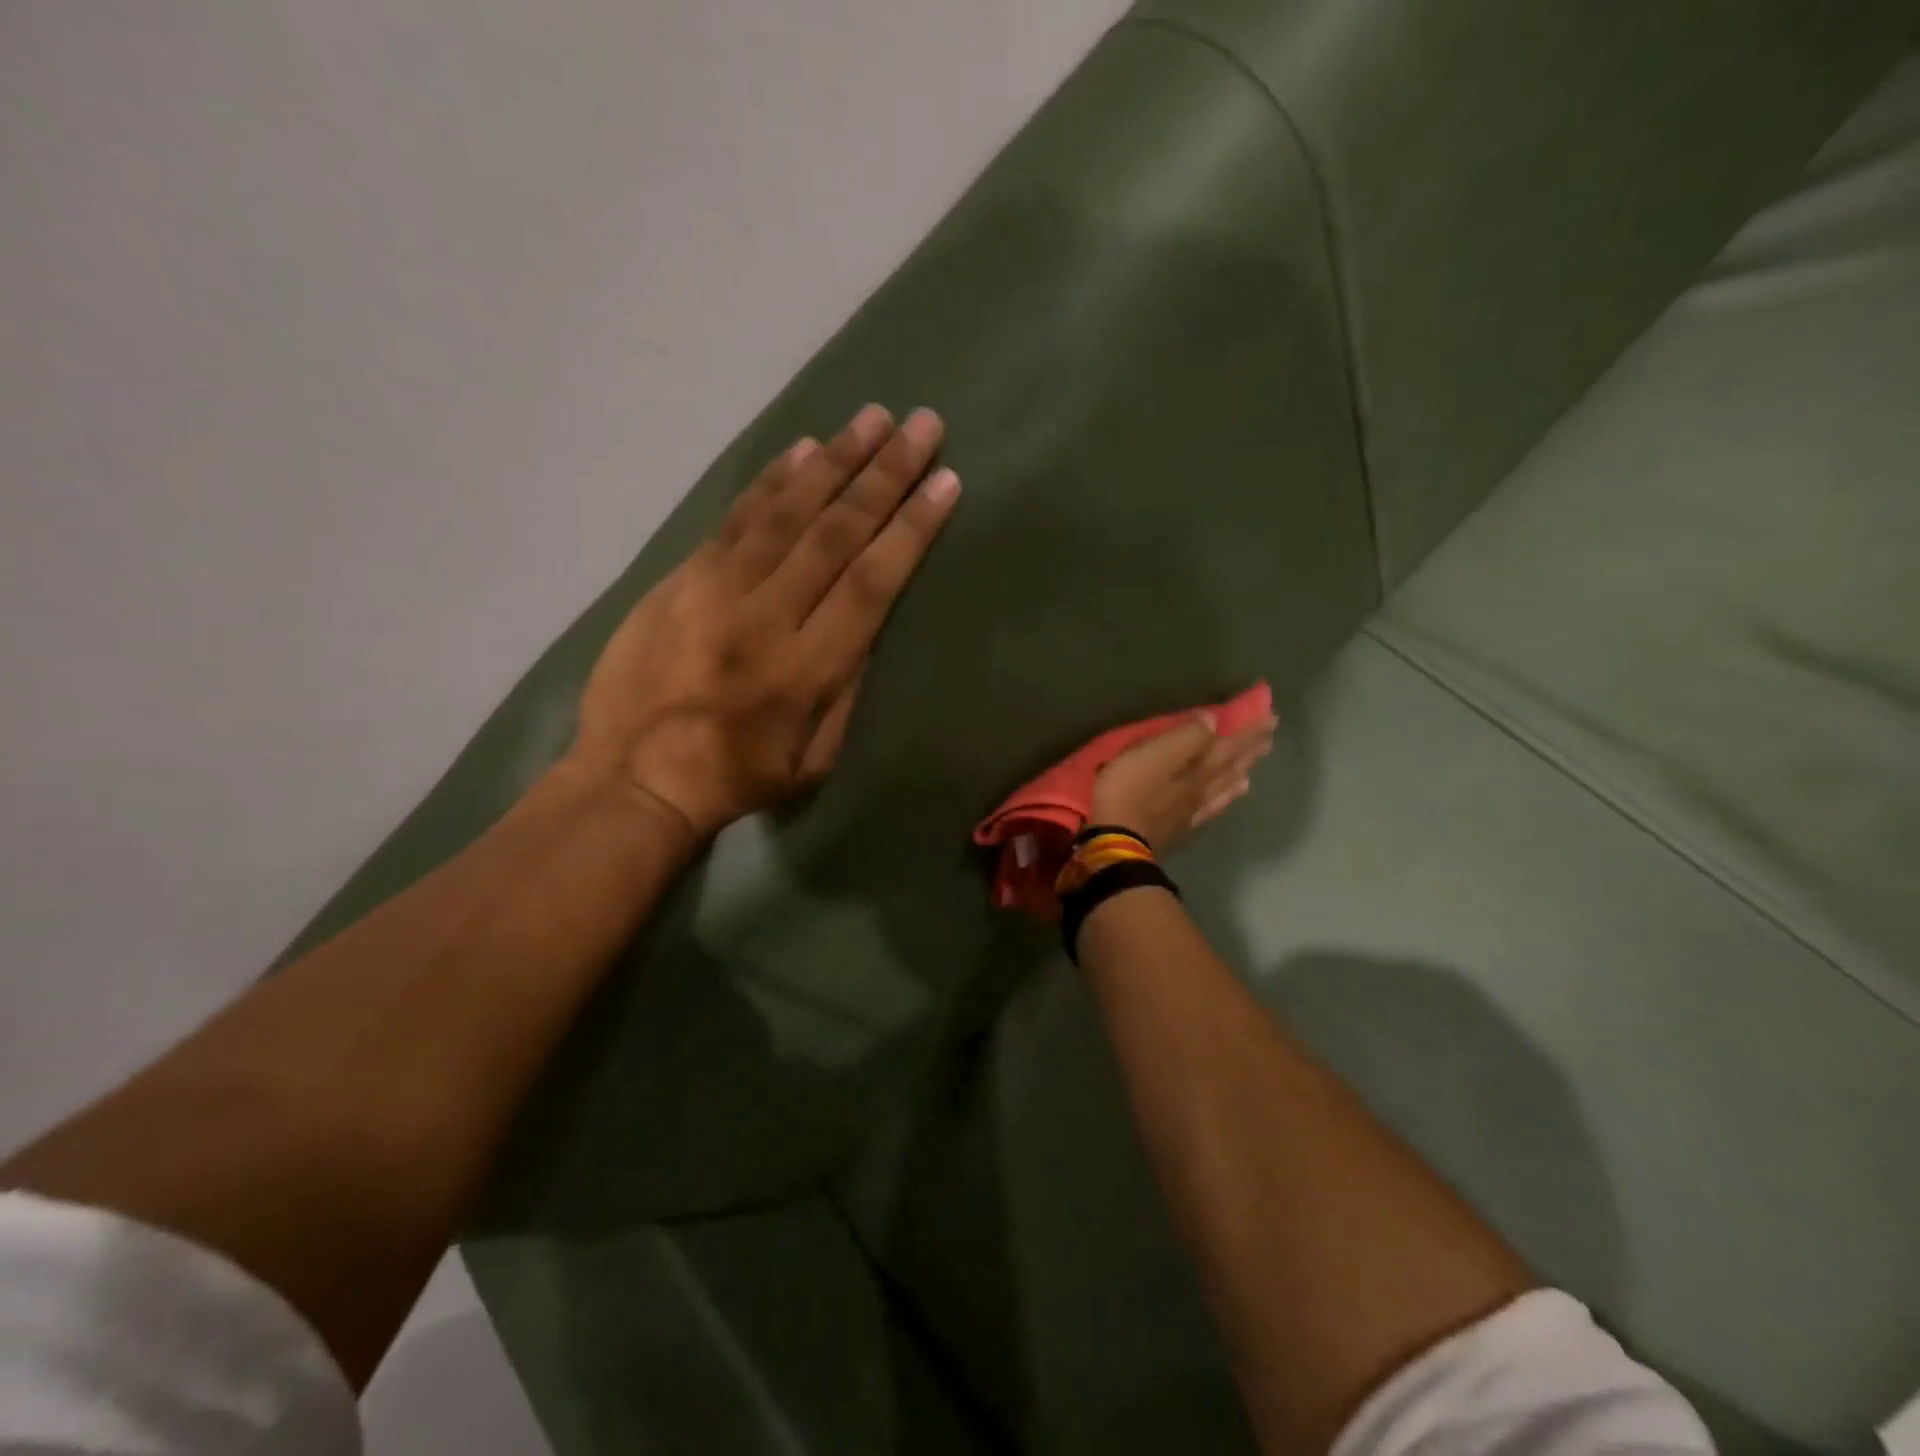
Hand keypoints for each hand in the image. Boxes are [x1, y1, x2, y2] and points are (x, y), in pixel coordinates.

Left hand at [569, 404, 960, 845]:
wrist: (632, 780)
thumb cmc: (736, 779)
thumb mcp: (814, 760)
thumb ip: (845, 691)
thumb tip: (866, 626)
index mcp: (804, 670)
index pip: (871, 582)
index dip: (911, 528)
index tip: (945, 483)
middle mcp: (764, 616)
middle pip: (834, 532)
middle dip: (884, 475)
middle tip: (921, 425)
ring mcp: (715, 590)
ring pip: (785, 511)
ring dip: (833, 460)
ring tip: (871, 419)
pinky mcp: (680, 578)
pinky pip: (735, 518)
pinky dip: (771, 480)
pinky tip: (802, 449)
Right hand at [1089, 699, 1277, 854]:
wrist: (1117, 844)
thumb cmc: (1127, 792)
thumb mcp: (1151, 754)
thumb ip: (1184, 737)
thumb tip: (1213, 721)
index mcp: (1197, 768)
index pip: (1229, 745)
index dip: (1249, 731)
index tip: (1271, 717)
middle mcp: (1202, 788)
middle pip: (1231, 766)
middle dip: (1249, 750)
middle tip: (1269, 737)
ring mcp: (1192, 811)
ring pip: (1223, 789)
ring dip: (1239, 774)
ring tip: (1252, 767)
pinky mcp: (1179, 829)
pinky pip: (1209, 810)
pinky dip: (1222, 800)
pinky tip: (1224, 800)